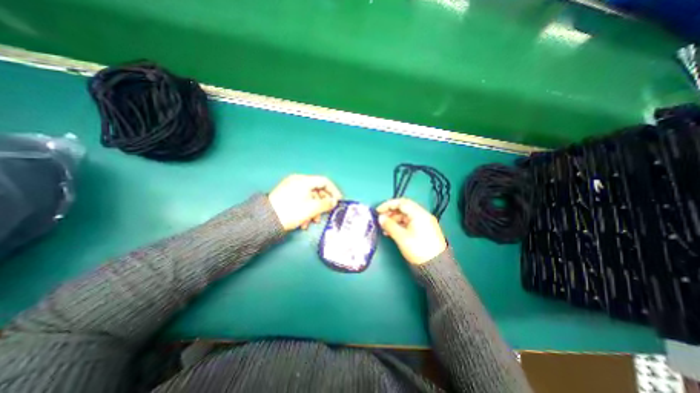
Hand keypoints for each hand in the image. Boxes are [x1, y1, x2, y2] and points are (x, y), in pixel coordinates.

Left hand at [268, 174, 341, 231]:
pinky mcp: (286, 196)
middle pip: (317, 190)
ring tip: (314, 221)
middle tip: (326, 212)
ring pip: (309, 197)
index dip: (334, 191)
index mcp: (304, 181)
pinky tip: (304, 222)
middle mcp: (298, 181)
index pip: (324, 181)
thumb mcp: (312, 208)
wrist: (266, 221)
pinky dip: (306, 210)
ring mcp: (291, 188)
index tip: (338, 200)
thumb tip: (334, 202)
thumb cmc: (292, 212)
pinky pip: (301, 200)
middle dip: (323, 203)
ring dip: (314, 209)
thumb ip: (326, 204)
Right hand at [377, 198, 447, 264]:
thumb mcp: (401, 237)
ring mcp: (424, 223)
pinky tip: (391, 232)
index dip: (388, 205)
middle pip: (404, 208)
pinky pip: (409, 223)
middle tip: (380, 219)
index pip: (401, 203)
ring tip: (384, 228)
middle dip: (390, 212)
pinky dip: (400, 225)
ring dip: (394, 220)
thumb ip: (389, 225)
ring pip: (405, 216)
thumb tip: (380, 218)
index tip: (378, 211)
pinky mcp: (423, 230)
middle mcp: (422, 215)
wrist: (436, 265)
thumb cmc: (417, 249)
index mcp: (419, 214)